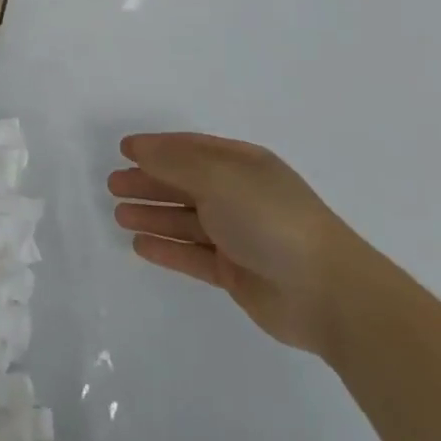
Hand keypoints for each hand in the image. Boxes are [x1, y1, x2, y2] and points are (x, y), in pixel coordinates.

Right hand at [109, 134, 359, 352]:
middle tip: (112, 185)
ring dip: (152, 215)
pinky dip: (167, 248)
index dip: (156, 147)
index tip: (123, 150)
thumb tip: (138, 148)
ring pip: (186, 220)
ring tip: (118, 215)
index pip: (191, 149)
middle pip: (184, 183)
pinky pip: (192, 255)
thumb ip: (174, 162)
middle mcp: (239, 195)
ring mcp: (239, 235)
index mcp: (242, 165)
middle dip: (148, 182)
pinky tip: (140, 246)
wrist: (327, 293)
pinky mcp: (236, 273)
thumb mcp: (219, 177)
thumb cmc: (270, 219)